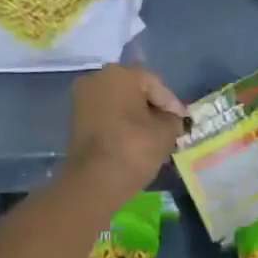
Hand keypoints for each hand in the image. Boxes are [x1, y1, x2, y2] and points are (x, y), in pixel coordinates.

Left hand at [63, 66, 187, 198]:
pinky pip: (105, 114)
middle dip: (152, 107)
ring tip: (153, 135)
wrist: (92, 183)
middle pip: (135, 90)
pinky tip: (133, 139)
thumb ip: (173, 119)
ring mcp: (83, 98)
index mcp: (121, 74)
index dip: (171, 104)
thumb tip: (172, 119)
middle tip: (169, 126)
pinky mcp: (75, 118)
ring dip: (136, 115)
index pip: (154, 85)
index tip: (182, 122)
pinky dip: (120, 123)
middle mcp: (98, 78)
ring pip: (119, 102)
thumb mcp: (165, 133)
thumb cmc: (133, 149)